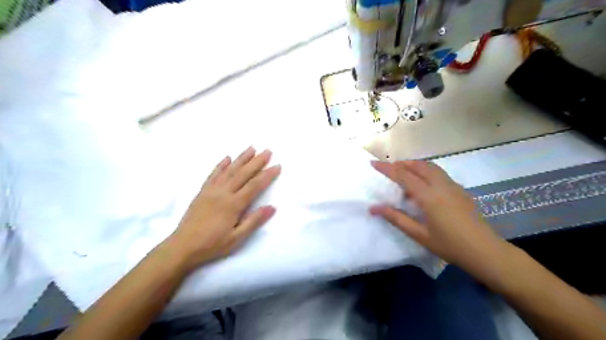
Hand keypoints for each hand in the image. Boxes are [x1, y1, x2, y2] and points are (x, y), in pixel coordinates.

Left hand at [165, 147, 280, 269]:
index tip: (277, 166)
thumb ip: (254, 221)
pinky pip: (213, 174)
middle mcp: (223, 193)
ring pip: (229, 170)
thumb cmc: (212, 245)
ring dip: (241, 158)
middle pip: (243, 173)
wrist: (182, 247)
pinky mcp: (202, 191)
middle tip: (268, 151)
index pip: (254, 185)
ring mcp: (211, 190)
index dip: (267, 175)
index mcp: (233, 204)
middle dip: (257, 161)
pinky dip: (221, 165)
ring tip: (252, 148)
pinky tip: (227, 158)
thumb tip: (272, 207)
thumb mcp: (236, 238)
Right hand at [372, 161, 506, 279]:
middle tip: (390, 168)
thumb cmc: (449, 245)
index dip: (387, 168)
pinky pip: (440, 174)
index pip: (404, 176)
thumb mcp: (419, 234)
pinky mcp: (461, 191)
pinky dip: (427, 172)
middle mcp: (441, 186)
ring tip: (405, 173)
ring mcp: (453, 187)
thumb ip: (396, 218)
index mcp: (429, 196)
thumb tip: (374, 208)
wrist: (485, 251)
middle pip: (419, 166)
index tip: (374, 163)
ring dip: (415, 166)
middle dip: (403, 163)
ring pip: (431, 167)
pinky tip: (424, 185)